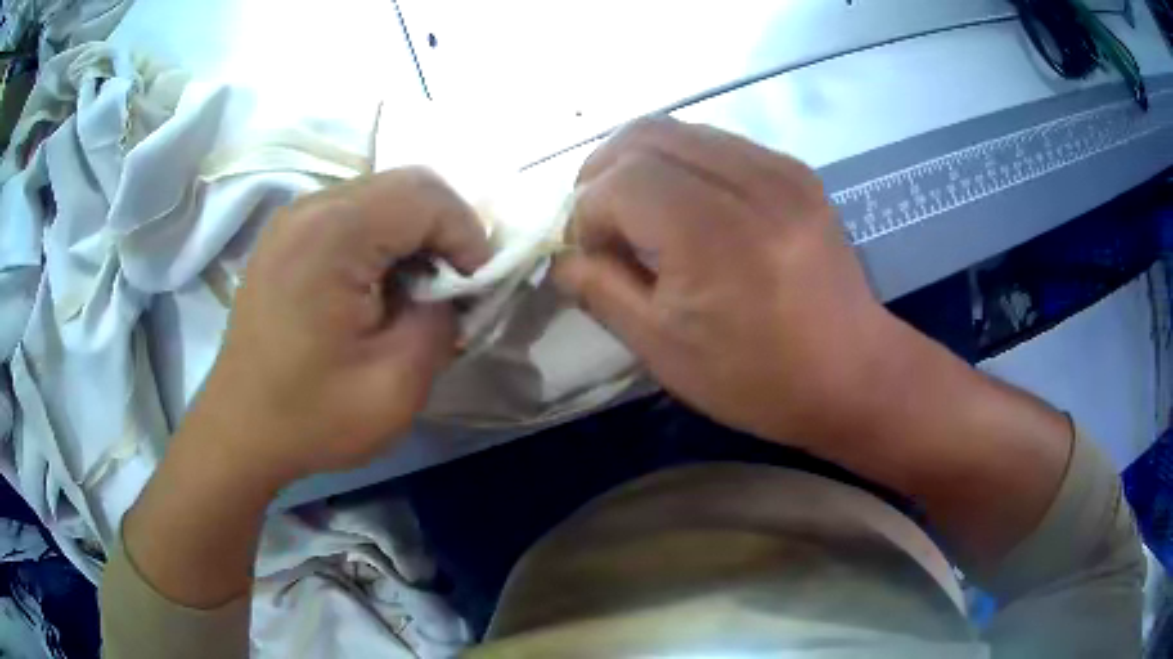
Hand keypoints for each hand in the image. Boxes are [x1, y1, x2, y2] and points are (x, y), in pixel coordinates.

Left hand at [190, 168, 490, 486]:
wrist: (239, 432)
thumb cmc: (311, 417)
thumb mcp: (395, 386)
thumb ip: (441, 322)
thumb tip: (451, 291)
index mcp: (332, 235)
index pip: (426, 197)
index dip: (467, 236)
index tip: (475, 289)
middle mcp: (309, 208)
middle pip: (405, 185)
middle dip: (444, 230)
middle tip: (451, 287)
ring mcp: (292, 217)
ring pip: (380, 195)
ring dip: (413, 234)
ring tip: (416, 290)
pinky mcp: (286, 235)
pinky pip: (351, 213)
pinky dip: (382, 239)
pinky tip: (378, 285)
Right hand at [554, 117, 913, 447]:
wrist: (854, 373)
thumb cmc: (758, 378)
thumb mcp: (664, 348)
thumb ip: (602, 289)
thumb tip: (563, 257)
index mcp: (712, 231)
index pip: (617, 180)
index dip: (585, 213)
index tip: (588, 255)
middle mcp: (748, 180)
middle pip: (644, 134)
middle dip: (602, 173)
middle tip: (600, 223)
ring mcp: (779, 168)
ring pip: (680, 130)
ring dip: (641, 163)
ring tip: (639, 213)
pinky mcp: (796, 170)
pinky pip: (717, 143)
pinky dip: (682, 163)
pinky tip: (686, 206)